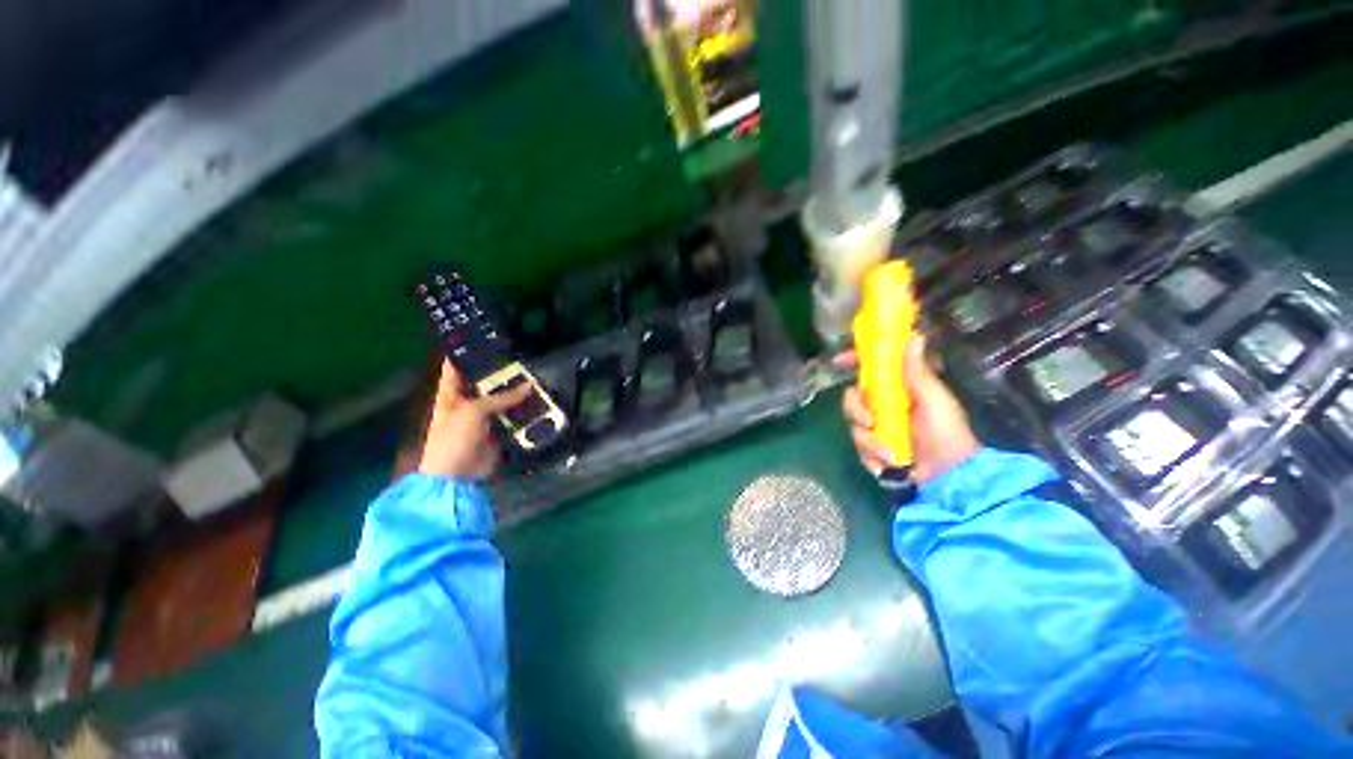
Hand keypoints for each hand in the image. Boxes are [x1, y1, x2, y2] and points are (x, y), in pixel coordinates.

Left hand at [417, 361, 532, 479]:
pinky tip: (540, 401)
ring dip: (519, 392)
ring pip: (504, 399)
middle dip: (503, 371)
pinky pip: (514, 417)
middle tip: (524, 357)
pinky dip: (526, 411)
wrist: (457, 477)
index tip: (484, 337)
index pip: (456, 366)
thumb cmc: (454, 438)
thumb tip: (530, 386)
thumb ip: (502, 397)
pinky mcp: (499, 431)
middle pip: (486, 381)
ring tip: (537, 377)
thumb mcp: (474, 412)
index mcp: (452, 393)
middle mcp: (468, 401)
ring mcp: (485, 417)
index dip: (466, 351)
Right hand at [838, 337, 980, 483]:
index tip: (840, 361)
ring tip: (889, 454)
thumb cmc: (946, 432)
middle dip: (856, 410)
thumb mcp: (934, 399)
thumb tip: (915, 337)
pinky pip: (859, 448)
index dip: (854, 362)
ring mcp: (876, 429)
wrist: (949, 476)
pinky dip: (872, 457)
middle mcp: (882, 407)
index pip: (870, 370)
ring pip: (853, 425)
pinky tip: (888, 463)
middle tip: (869, 421)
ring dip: (868, 440)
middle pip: (851, 398)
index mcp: (897, 390)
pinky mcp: (872, 451)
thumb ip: (918, 372)